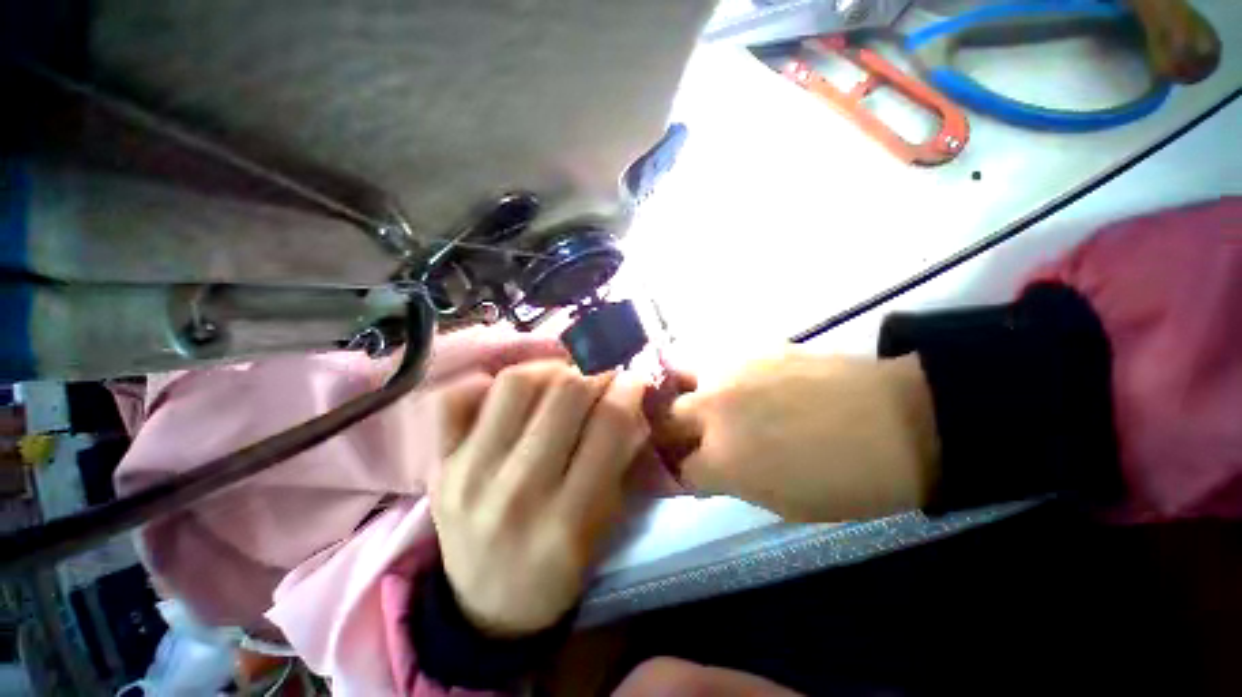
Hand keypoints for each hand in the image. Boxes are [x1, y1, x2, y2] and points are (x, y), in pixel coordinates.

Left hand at [431, 362, 648, 636]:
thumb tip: (629, 399)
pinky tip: (511, 398)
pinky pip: (456, 399)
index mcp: (567, 520)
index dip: (628, 389)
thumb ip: (620, 459)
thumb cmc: (556, 571)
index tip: (632, 379)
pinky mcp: (439, 465)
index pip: (608, 425)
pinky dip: (485, 385)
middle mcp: (517, 491)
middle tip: (600, 377)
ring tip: (560, 380)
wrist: (485, 607)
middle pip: (565, 393)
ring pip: (515, 383)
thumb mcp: (603, 525)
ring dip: (549, 370)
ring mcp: (468, 474)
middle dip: (593, 373)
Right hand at [656, 351, 939, 521]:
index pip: (676, 470)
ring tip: (693, 399)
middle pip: (665, 418)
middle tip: (683, 435)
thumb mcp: (780, 503)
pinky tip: (727, 381)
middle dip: (668, 431)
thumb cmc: (844, 480)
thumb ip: (729, 482)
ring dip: (678, 392)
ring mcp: (728, 372)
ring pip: (677, 376)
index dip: (678, 475)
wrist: (898, 421)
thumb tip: (701, 470)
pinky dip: (709, 373)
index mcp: (721, 460)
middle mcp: (712, 410)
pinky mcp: (748, 348)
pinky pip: (711, 358)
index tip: (683, 474)